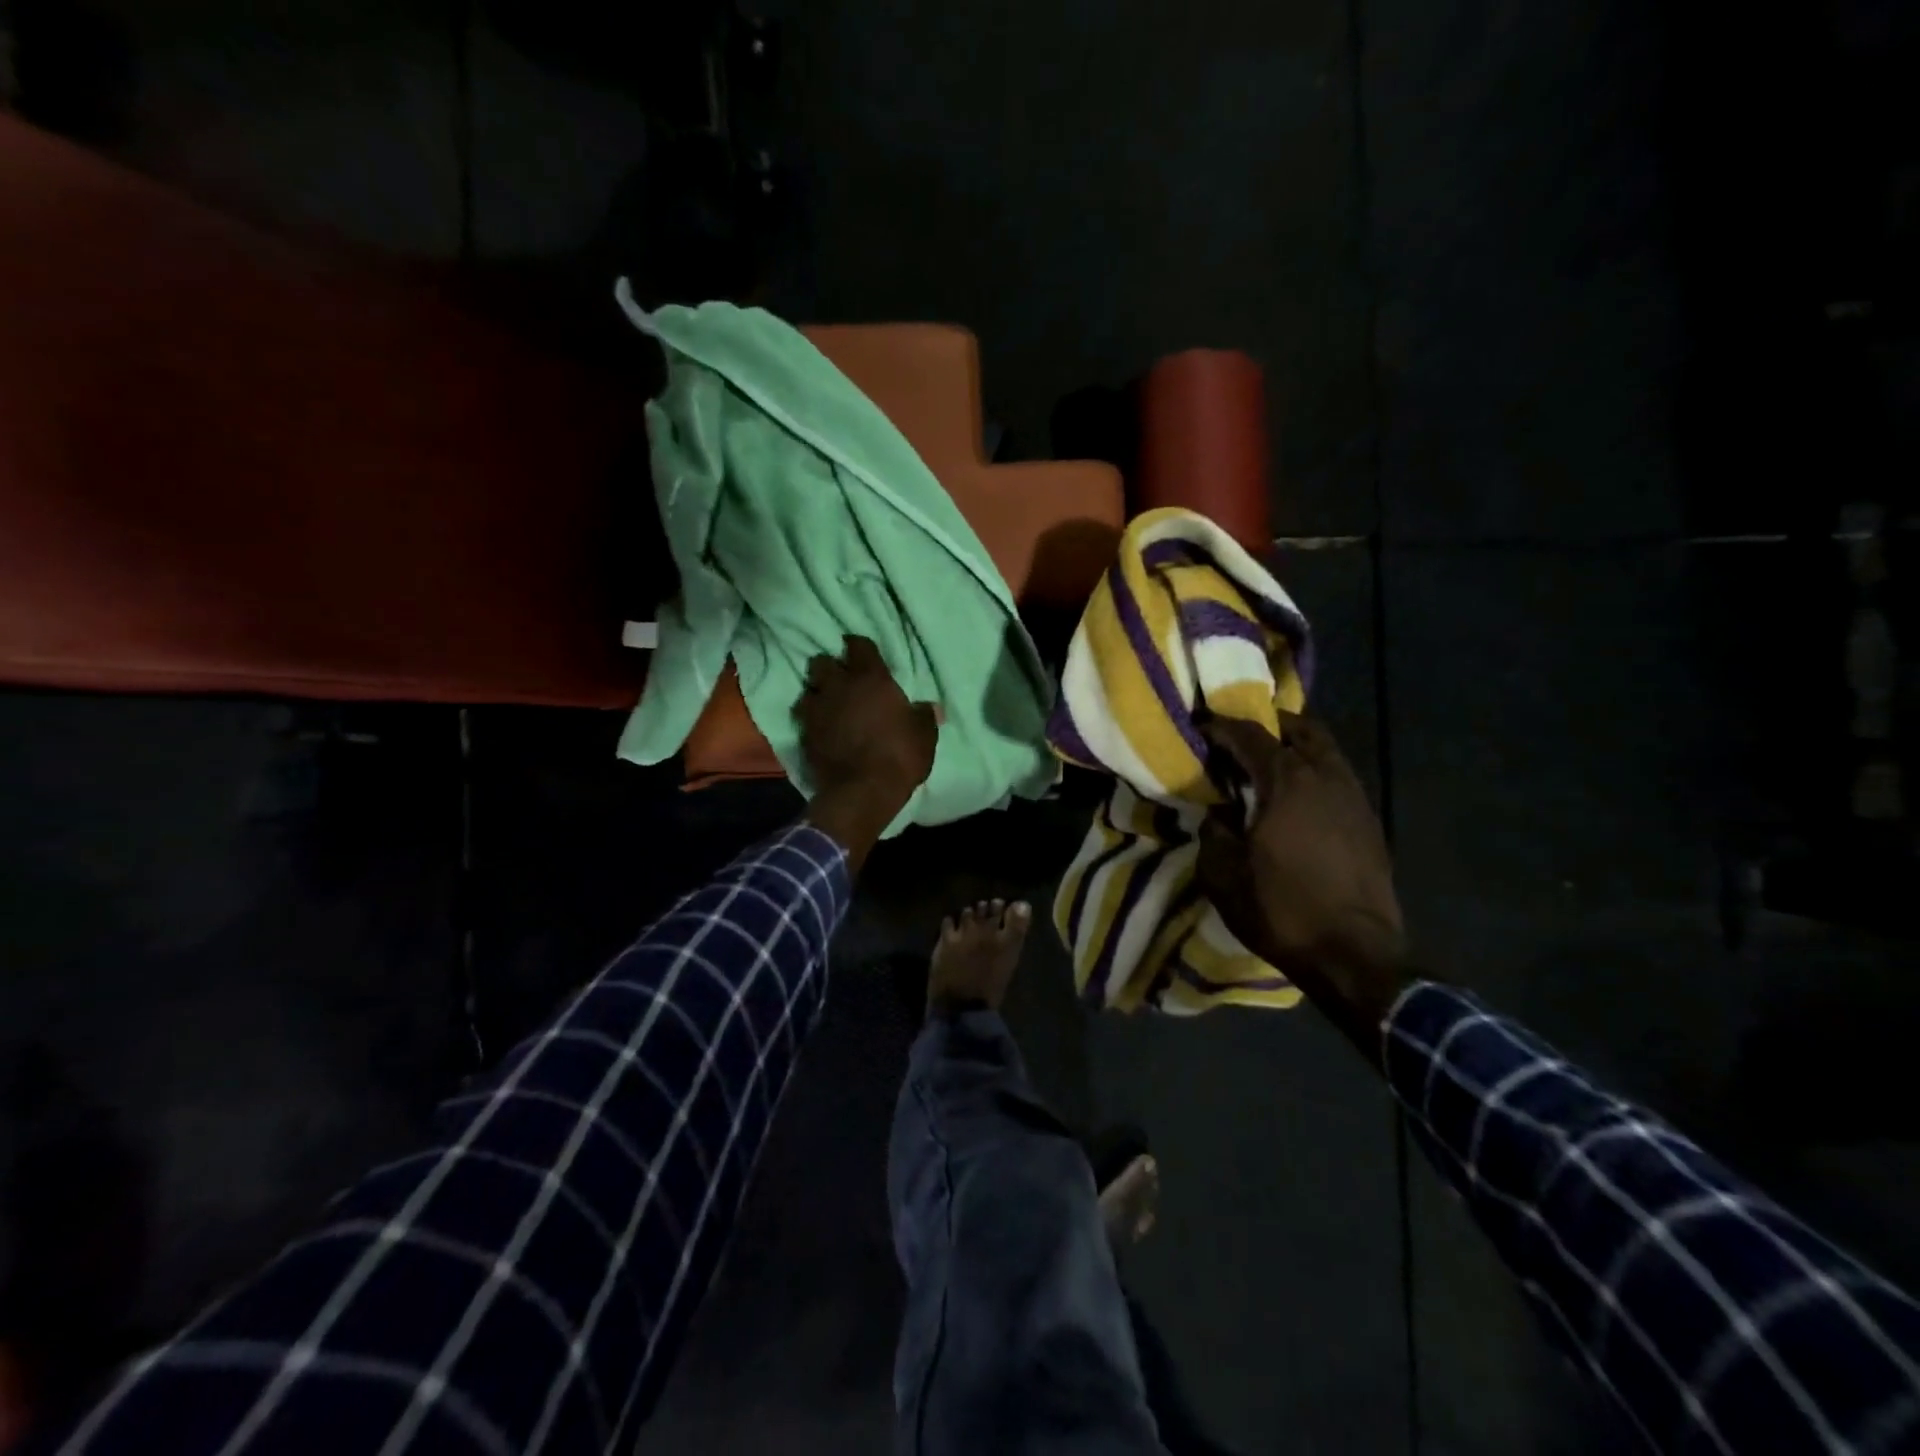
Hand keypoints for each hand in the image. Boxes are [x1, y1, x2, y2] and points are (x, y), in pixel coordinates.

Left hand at [796, 635, 937, 865]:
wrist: (863, 791)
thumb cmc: (899, 756)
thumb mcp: (924, 735)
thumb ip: (924, 716)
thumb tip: (930, 707)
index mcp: (870, 679)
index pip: (858, 646)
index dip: (858, 646)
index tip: (860, 650)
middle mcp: (839, 687)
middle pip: (822, 662)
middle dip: (829, 666)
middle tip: (840, 677)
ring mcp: (818, 710)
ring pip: (807, 689)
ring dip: (816, 692)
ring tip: (826, 702)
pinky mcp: (804, 734)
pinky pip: (803, 717)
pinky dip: (810, 718)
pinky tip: (819, 726)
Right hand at [1197, 712, 1409, 1058]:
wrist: (1354, 955)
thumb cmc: (1281, 910)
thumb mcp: (1222, 874)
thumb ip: (1213, 832)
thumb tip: (1218, 813)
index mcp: (1287, 781)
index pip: (1250, 735)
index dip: (1220, 727)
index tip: (1199, 729)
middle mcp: (1326, 776)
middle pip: (1300, 728)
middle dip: (1268, 726)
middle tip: (1239, 739)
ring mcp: (1355, 797)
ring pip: (1325, 751)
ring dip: (1295, 748)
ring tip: (1267, 766)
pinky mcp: (1369, 822)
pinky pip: (1338, 778)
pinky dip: (1314, 774)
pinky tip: (1296, 800)